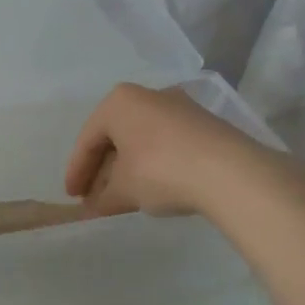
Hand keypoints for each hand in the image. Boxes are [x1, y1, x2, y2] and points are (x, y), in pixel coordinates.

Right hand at [65, 83, 271, 217]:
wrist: (231, 173)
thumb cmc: (161, 171)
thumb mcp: (123, 190)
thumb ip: (102, 198)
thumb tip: (90, 209)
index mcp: (119, 102)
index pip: (88, 140)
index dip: (76, 172)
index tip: (73, 197)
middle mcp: (147, 95)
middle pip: (114, 136)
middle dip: (102, 169)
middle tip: (94, 196)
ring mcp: (179, 107)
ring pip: (141, 139)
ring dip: (127, 167)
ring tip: (122, 195)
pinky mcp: (204, 123)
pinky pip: (165, 142)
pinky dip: (152, 163)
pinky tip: (152, 186)